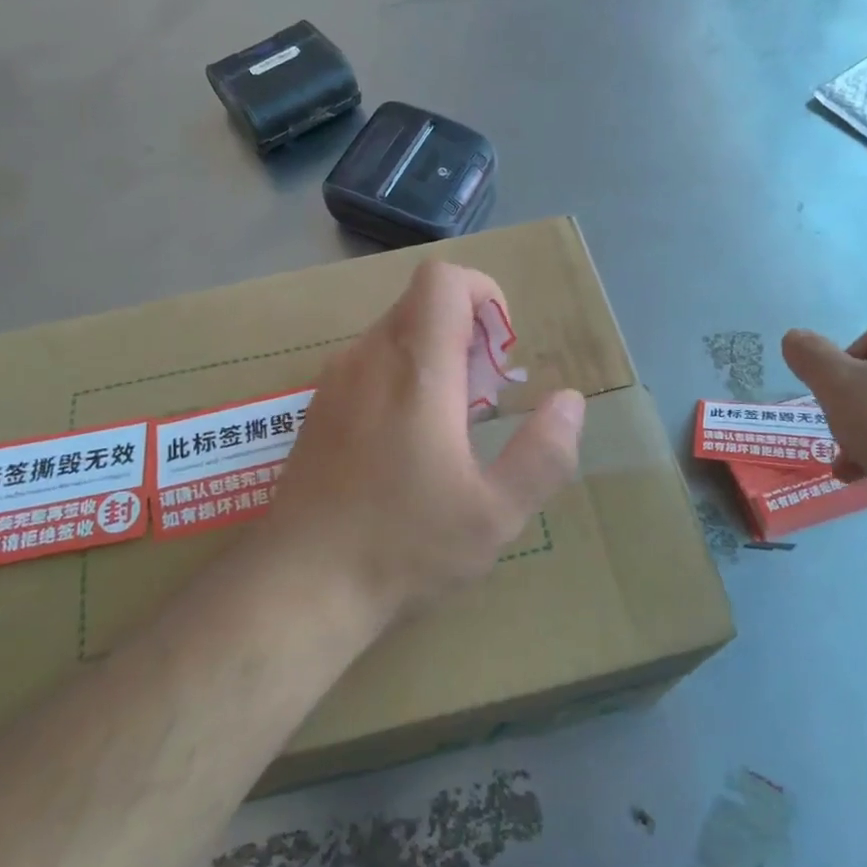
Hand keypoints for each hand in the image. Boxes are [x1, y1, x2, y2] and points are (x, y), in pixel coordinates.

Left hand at [268, 261, 585, 624]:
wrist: (298, 587)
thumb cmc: (403, 547)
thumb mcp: (494, 514)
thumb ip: (543, 453)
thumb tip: (569, 400)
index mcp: (416, 370)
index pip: (443, 280)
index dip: (483, 294)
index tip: (501, 352)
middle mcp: (368, 358)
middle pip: (421, 303)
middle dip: (465, 332)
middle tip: (484, 399)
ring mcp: (334, 381)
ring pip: (394, 333)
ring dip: (433, 356)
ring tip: (451, 427)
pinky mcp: (317, 408)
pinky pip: (368, 364)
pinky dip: (400, 377)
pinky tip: (406, 445)